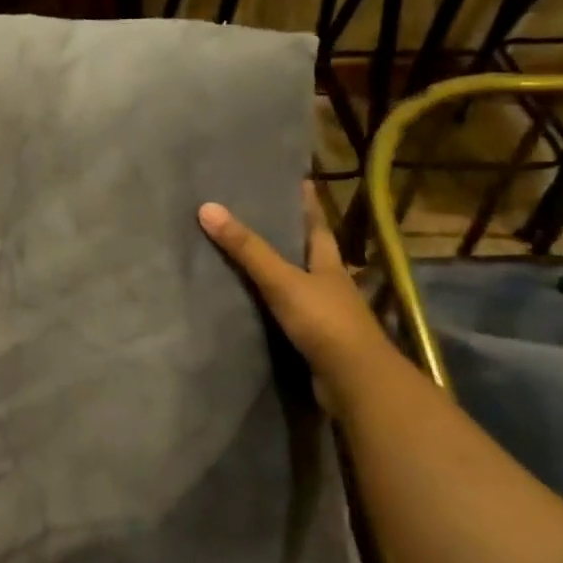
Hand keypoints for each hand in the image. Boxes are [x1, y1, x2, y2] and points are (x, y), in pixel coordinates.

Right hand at [198, 185, 394, 396]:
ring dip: (277, 272)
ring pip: (297, 284)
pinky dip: (271, 306)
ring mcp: (324, 314)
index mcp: (329, 263)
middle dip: (288, 235)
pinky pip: (287, 314)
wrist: (355, 382)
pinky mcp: (314, 340)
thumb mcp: (282, 280)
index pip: (316, 224)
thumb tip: (207, 208)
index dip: (307, 203)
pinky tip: (251, 303)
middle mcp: (330, 284)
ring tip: (244, 256)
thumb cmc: (324, 321)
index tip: (298, 180)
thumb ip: (247, 249)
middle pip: (307, 252)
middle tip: (257, 215)